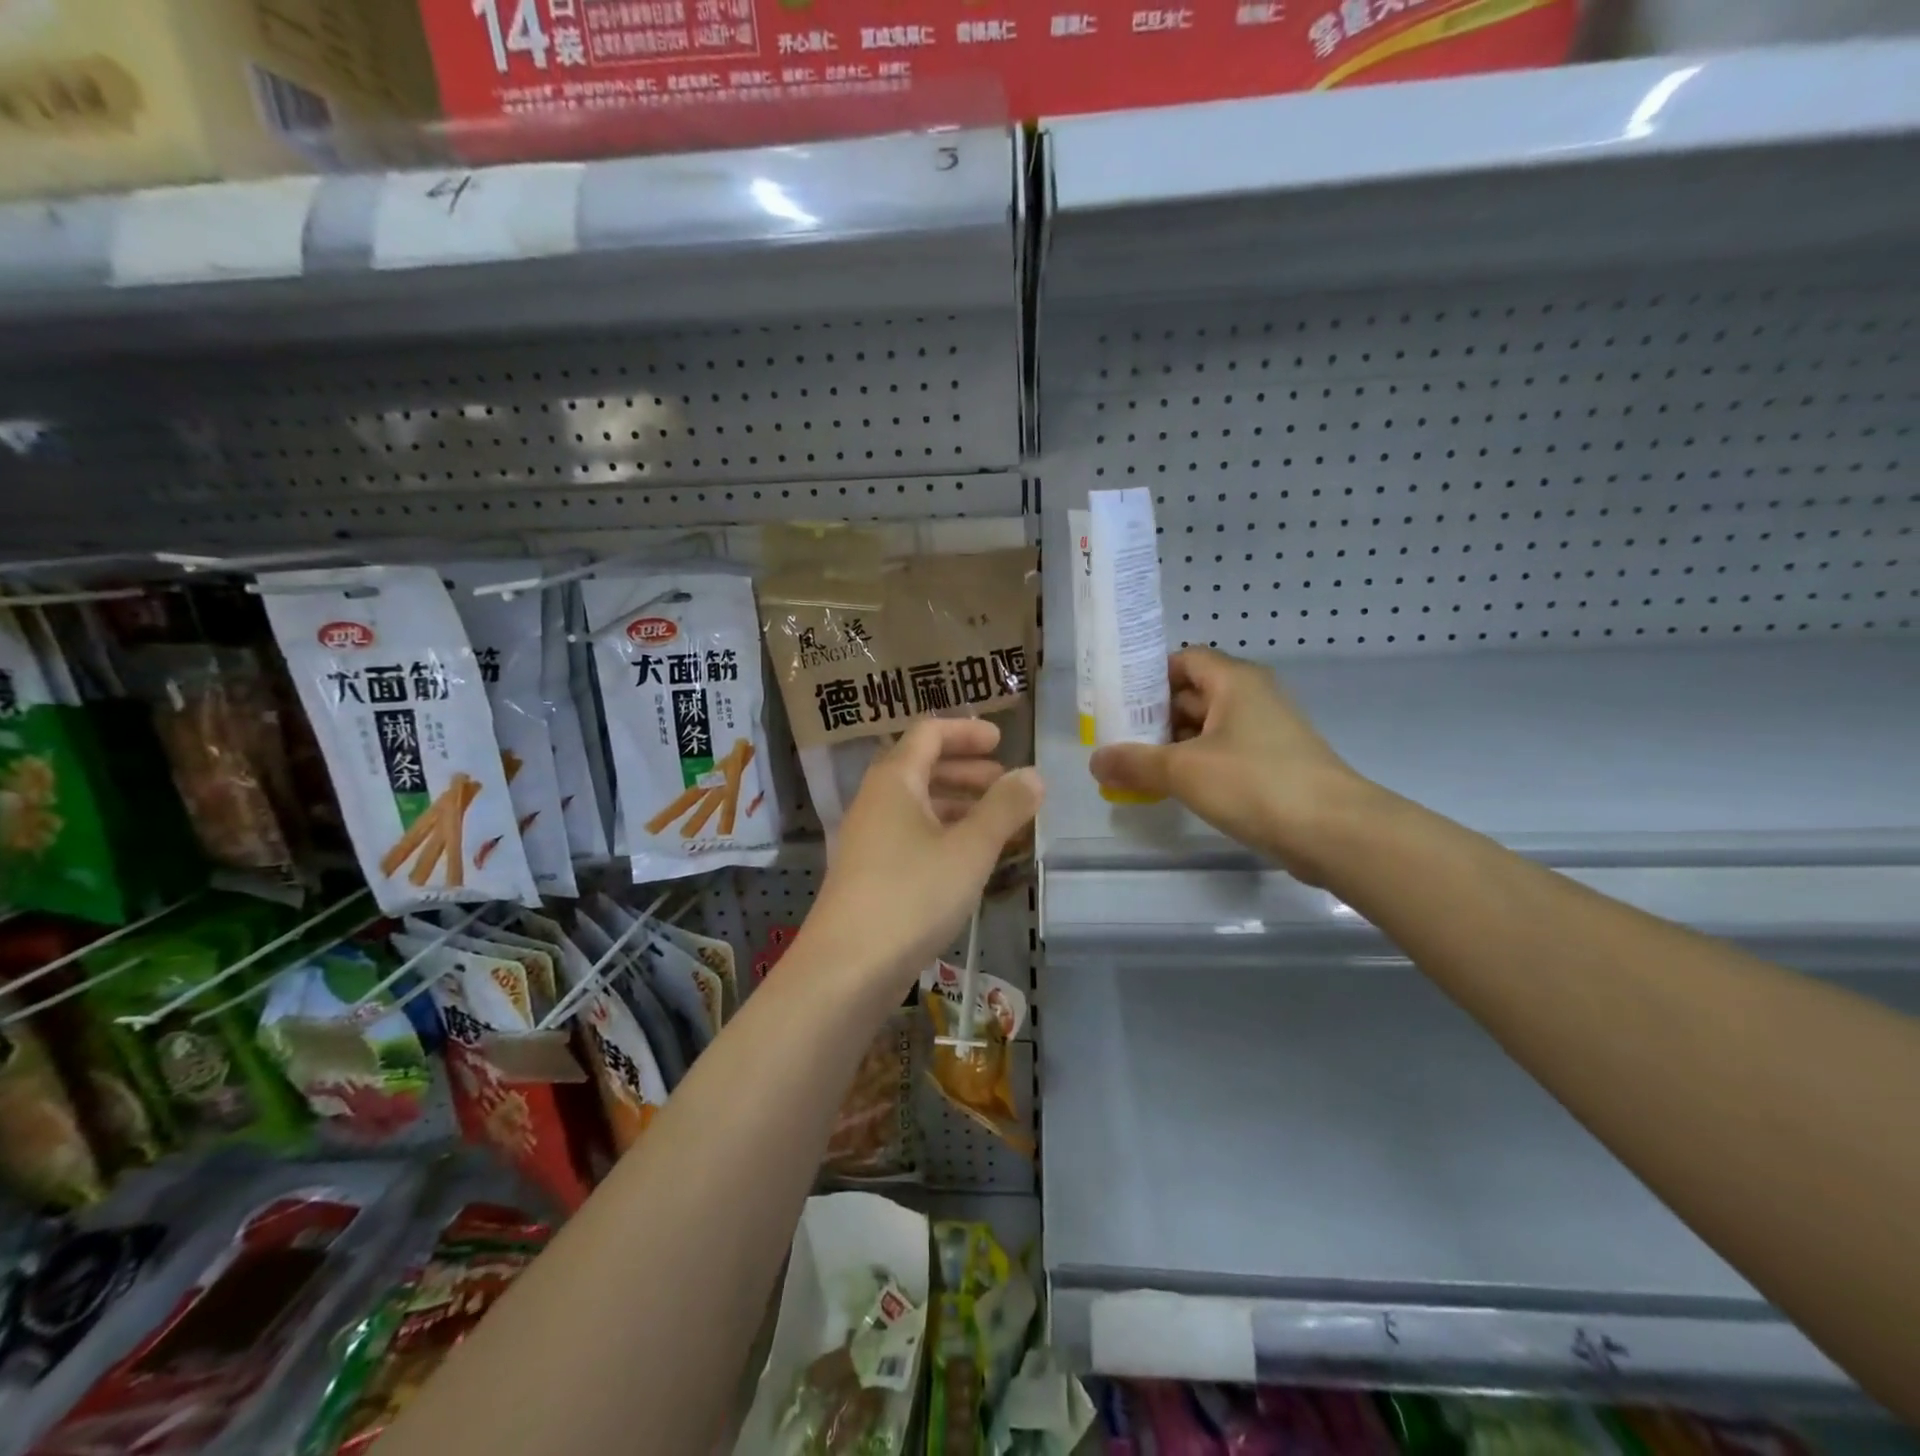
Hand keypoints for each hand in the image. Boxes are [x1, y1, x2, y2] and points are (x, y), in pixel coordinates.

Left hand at [802, 718, 1041, 996]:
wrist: (847, 967)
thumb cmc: (912, 895)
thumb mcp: (970, 849)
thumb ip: (1005, 808)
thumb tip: (1033, 774)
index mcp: (894, 780)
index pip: (928, 733)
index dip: (966, 731)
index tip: (1001, 740)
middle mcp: (876, 801)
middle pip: (922, 767)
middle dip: (966, 769)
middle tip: (1005, 782)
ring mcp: (869, 838)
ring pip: (918, 805)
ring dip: (958, 804)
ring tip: (998, 822)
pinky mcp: (869, 872)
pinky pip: (911, 835)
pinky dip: (943, 833)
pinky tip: (969, 859)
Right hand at [1089, 647, 1370, 882]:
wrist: (1335, 832)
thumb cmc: (1255, 783)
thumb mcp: (1183, 771)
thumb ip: (1135, 763)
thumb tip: (1095, 762)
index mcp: (1234, 682)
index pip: (1184, 659)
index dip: (1148, 675)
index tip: (1116, 700)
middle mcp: (1252, 698)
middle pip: (1193, 694)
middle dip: (1153, 715)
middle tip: (1116, 738)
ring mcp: (1266, 733)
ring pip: (1208, 728)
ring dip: (1172, 745)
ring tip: (1134, 767)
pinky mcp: (1274, 766)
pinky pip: (1224, 754)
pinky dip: (1196, 765)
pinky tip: (1172, 789)